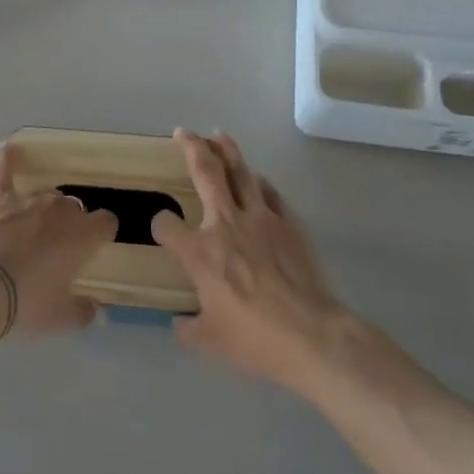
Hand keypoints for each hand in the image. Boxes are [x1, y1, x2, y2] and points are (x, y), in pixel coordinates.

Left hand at [0, 142, 116, 336]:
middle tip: (56, 248)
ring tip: (32, 227)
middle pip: (75, 208)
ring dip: (44, 208)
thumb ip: (83, 311)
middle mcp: (60, 209)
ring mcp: (27, 199)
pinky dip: (7, 160)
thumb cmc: (26, 304)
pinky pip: (4, 170)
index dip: (101, 234)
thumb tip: (95, 309)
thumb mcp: (60, 318)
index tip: (94, 248)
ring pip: (46, 194)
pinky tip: (8, 149)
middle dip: (70, 224)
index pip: (106, 222)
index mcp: (83, 235)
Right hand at [154, 130, 350, 391]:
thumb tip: (180, 323)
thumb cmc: (254, 339)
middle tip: (184, 132)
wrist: (312, 335)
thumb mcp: (209, 341)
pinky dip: (258, 182)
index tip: (163, 230)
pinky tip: (255, 179)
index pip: (166, 225)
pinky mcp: (289, 223)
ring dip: (228, 150)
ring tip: (219, 135)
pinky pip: (269, 193)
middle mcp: (225, 224)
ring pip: (240, 172)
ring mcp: (260, 218)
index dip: (161, 225)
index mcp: (199, 252)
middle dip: (192, 148)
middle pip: (206, 173)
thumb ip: (188, 327)